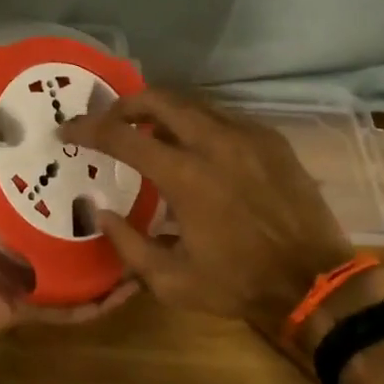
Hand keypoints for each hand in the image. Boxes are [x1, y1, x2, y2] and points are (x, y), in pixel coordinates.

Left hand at [0, 82, 134, 355]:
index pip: (15, 162)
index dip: (37, 139)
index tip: (65, 112)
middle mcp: (5, 225)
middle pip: (49, 201)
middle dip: (80, 183)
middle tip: (116, 158)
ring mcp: (24, 263)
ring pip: (71, 247)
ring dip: (102, 238)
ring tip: (142, 215)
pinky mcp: (34, 297)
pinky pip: (72, 301)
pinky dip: (101, 298)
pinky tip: (133, 283)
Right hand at [61, 88, 356, 338]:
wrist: (315, 281)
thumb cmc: (239, 283)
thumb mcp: (171, 281)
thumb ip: (127, 244)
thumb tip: (99, 210)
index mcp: (186, 176)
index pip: (123, 137)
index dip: (88, 129)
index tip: (68, 131)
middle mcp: (215, 143)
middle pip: (159, 99)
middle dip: (124, 104)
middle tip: (107, 119)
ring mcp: (247, 135)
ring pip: (192, 103)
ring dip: (161, 111)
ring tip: (146, 130)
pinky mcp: (270, 138)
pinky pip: (222, 116)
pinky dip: (196, 122)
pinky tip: (193, 144)